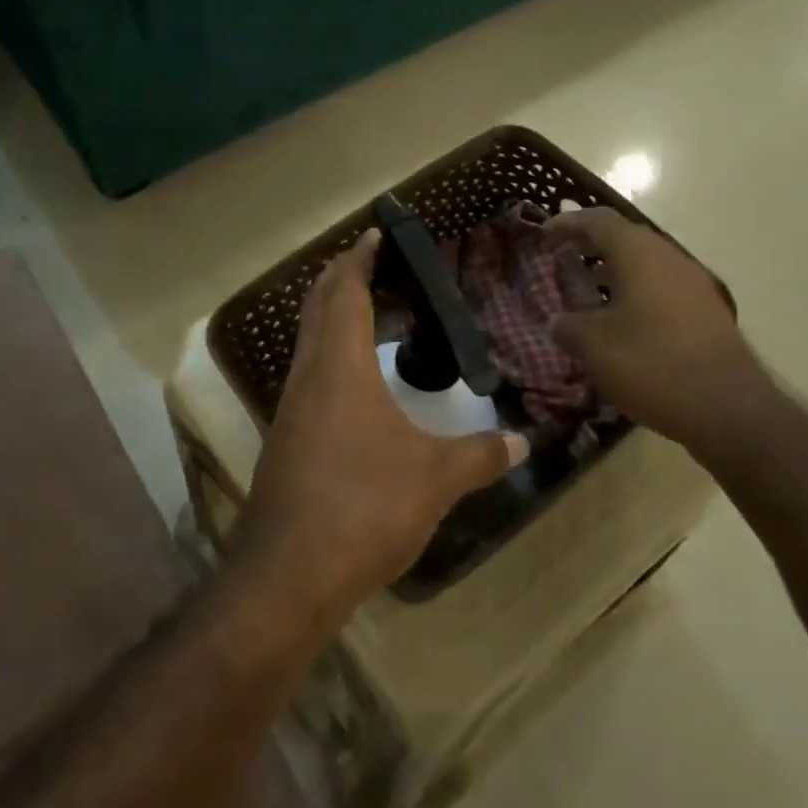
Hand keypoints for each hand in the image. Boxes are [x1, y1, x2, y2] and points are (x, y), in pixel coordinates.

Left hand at [237, 230, 527, 619]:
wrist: (289, 573)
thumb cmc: (364, 507)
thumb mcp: (434, 478)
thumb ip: (479, 455)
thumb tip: (520, 440)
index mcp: (338, 368)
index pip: (343, 291)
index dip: (358, 258)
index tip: (376, 234)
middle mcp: (307, 378)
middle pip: (317, 309)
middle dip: (342, 279)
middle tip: (377, 265)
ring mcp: (290, 411)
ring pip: (309, 345)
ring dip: (335, 320)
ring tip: (375, 317)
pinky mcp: (287, 442)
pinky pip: (310, 379)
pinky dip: (333, 360)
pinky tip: (360, 386)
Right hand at [545, 208, 773, 461]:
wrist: (726, 407)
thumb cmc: (651, 364)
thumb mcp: (594, 347)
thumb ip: (568, 326)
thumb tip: (558, 321)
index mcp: (639, 255)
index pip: (599, 222)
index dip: (569, 223)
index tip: (544, 232)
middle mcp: (669, 258)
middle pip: (625, 237)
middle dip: (591, 244)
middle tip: (562, 255)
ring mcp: (692, 284)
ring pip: (645, 263)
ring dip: (613, 269)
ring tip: (586, 287)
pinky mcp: (704, 311)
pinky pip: (660, 286)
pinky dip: (633, 290)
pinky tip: (619, 318)